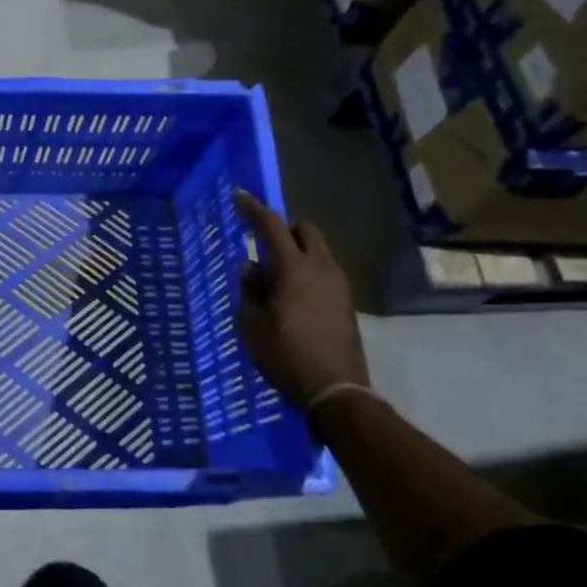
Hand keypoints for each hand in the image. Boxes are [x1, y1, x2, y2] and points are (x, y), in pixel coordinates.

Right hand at [232, 192, 368, 408]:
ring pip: (318, 252)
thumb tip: (251, 267)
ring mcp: (339, 285)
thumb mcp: (253, 324)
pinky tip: (291, 297)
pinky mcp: (346, 303)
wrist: (336, 390)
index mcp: (294, 270)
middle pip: (306, 231)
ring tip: (274, 277)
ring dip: (296, 253)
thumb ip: (250, 289)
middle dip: (285, 228)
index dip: (254, 209)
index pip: (272, 227)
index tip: (239, 196)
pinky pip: (324, 273)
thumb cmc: (286, 355)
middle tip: (263, 242)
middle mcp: (322, 269)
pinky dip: (306, 272)